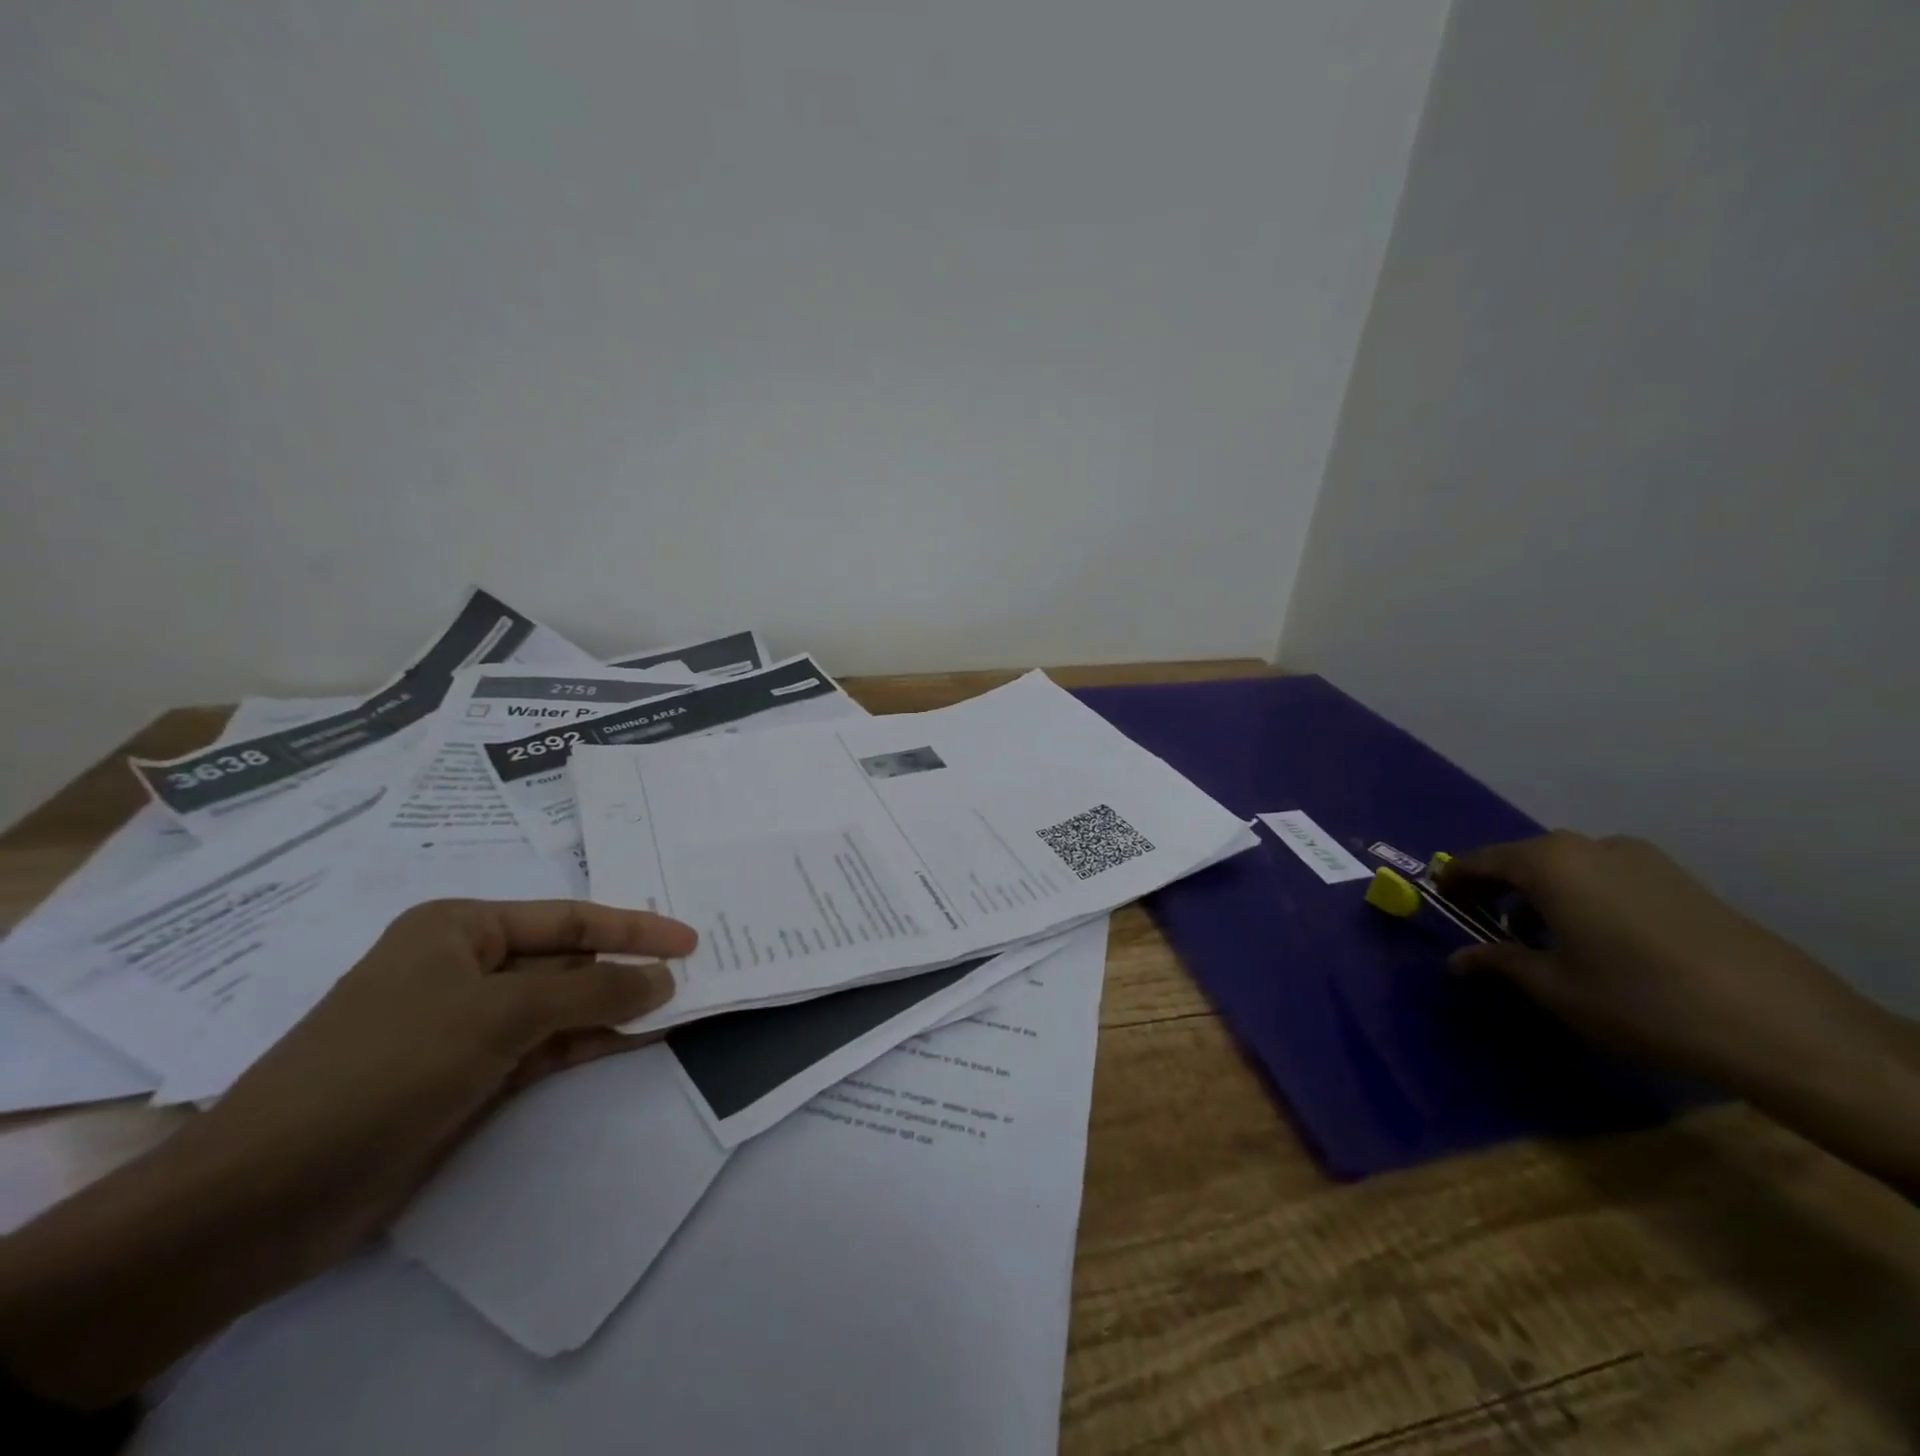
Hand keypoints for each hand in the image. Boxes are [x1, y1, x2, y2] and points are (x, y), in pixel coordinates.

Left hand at [180, 897, 695, 1261]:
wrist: (266, 1197)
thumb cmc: (387, 1068)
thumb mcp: (498, 1015)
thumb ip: (592, 991)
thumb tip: (664, 980)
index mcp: (460, 928)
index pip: (569, 918)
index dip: (634, 927)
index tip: (691, 940)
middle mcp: (465, 967)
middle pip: (568, 959)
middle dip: (628, 967)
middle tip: (697, 974)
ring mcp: (468, 1026)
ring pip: (563, 1006)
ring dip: (618, 1007)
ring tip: (682, 1007)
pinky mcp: (471, 1077)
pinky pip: (549, 1047)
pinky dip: (594, 1042)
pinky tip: (640, 1039)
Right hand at [1438, 833, 1919, 1193]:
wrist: (1778, 1024)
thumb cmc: (1637, 999)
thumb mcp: (1552, 987)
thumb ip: (1497, 964)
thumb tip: (1457, 960)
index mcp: (1547, 862)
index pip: (1477, 862)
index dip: (1453, 883)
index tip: (1441, 904)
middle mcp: (1588, 846)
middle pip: (1524, 860)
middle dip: (1500, 891)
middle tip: (1491, 929)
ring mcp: (1640, 859)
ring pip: (1568, 868)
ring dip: (1544, 896)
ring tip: (1546, 941)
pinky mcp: (1679, 879)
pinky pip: (1607, 878)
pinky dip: (1584, 898)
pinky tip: (1599, 942)